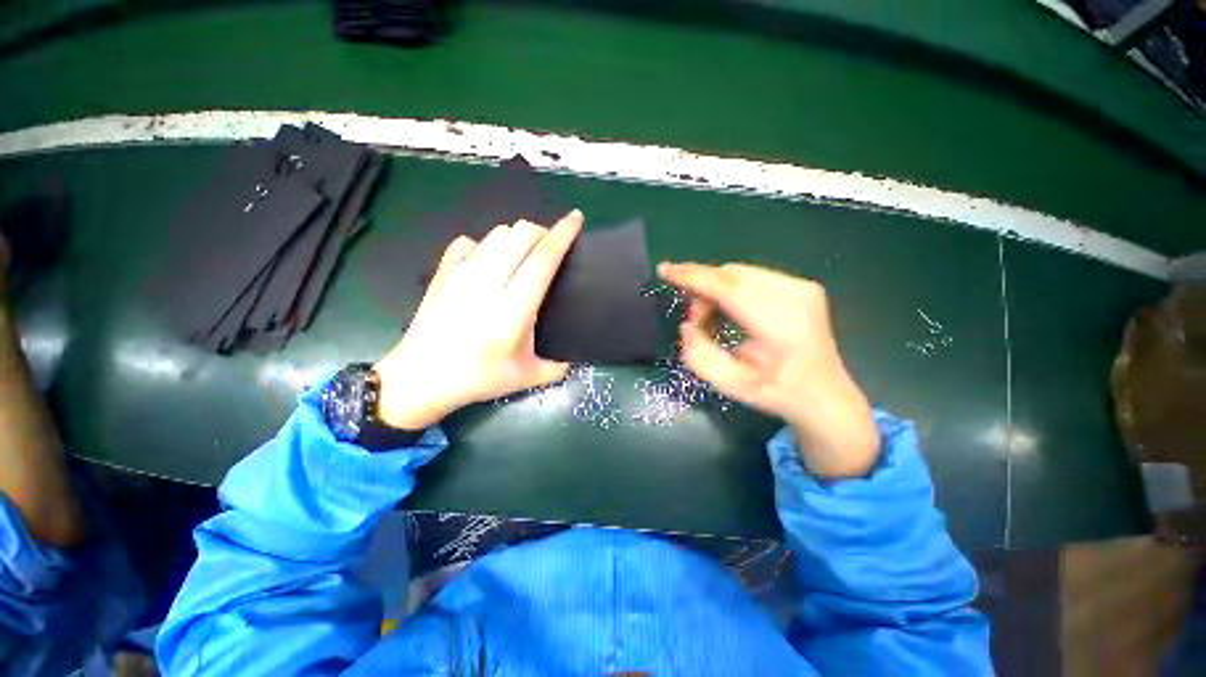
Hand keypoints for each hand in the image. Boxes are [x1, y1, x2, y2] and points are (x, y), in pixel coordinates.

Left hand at [373, 211, 583, 429]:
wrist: (422, 377)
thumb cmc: (478, 378)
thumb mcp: (526, 377)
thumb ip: (557, 368)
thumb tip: (573, 358)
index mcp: (515, 307)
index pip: (544, 258)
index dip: (563, 234)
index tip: (576, 218)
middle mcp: (490, 282)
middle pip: (521, 234)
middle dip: (542, 232)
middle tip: (550, 248)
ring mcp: (463, 273)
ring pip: (498, 233)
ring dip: (517, 237)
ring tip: (523, 254)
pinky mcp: (444, 272)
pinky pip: (469, 242)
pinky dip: (485, 246)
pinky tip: (487, 263)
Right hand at [658, 262, 879, 478]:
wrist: (825, 395)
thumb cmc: (776, 393)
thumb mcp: (730, 385)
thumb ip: (699, 355)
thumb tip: (687, 324)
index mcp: (780, 325)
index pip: (727, 288)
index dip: (693, 277)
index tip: (665, 270)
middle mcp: (795, 296)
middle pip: (731, 275)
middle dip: (702, 289)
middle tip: (695, 321)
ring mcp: (803, 287)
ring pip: (739, 272)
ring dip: (716, 290)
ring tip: (713, 320)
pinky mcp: (803, 285)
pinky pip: (752, 276)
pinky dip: (731, 289)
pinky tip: (731, 311)